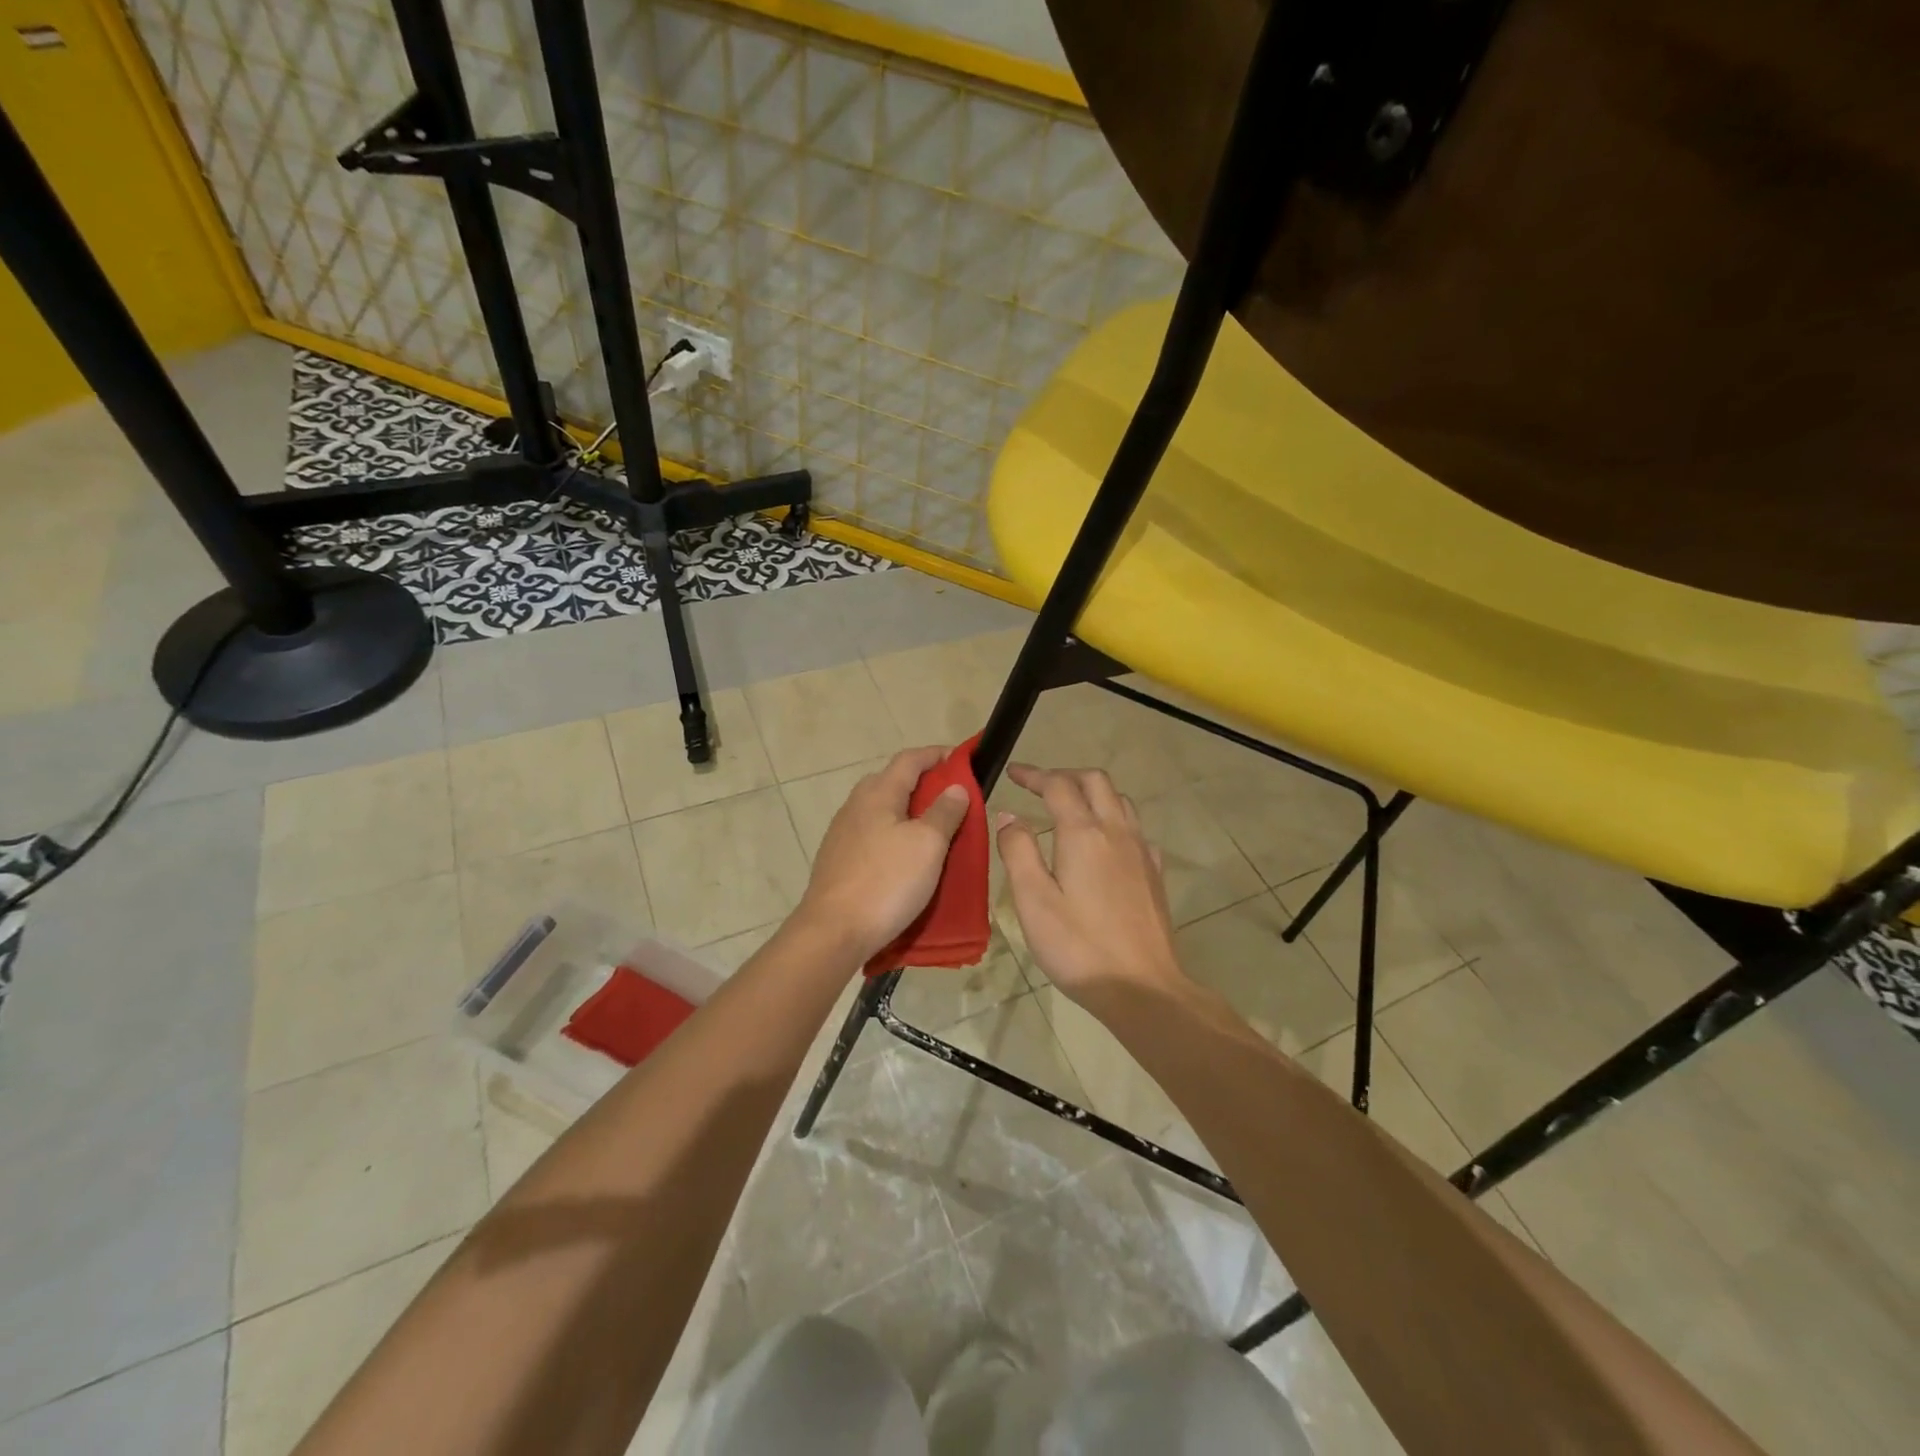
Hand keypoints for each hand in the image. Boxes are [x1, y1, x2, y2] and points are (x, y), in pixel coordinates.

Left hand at [793, 746, 969, 963]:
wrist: (833, 931)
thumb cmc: (887, 882)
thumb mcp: (928, 844)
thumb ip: (944, 812)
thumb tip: (955, 787)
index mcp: (878, 793)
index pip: (910, 759)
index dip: (937, 754)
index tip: (962, 760)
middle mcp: (856, 805)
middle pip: (892, 781)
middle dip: (923, 783)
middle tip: (952, 799)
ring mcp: (842, 833)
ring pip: (881, 809)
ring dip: (907, 811)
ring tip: (933, 829)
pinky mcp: (838, 859)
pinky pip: (872, 833)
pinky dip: (893, 833)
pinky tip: (904, 856)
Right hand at [995, 764, 1185, 1004]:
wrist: (1143, 987)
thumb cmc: (1078, 946)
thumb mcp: (1033, 901)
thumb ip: (1018, 851)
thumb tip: (1009, 816)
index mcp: (1083, 834)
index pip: (1057, 785)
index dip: (1033, 774)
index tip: (1013, 772)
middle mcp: (1117, 832)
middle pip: (1095, 782)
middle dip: (1065, 775)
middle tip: (1039, 785)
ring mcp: (1142, 851)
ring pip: (1120, 801)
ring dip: (1092, 792)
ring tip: (1069, 806)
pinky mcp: (1155, 873)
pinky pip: (1135, 828)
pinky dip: (1114, 819)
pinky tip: (1104, 843)